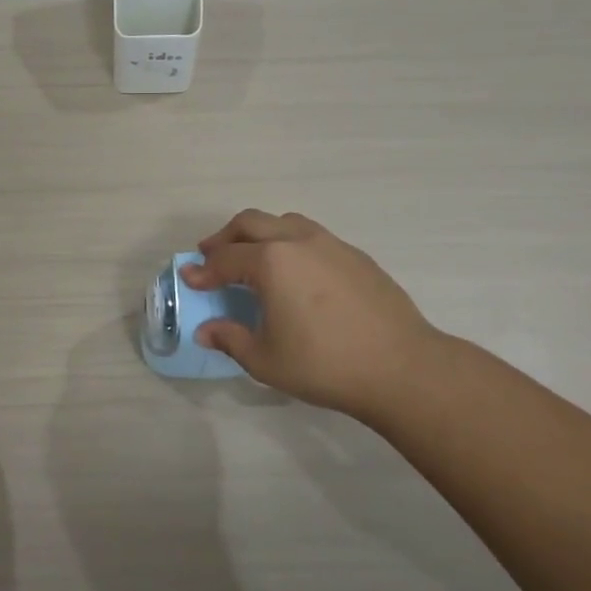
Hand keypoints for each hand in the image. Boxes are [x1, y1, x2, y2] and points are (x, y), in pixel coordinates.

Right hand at [181, 209, 438, 424]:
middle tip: (211, 256)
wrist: (402, 368)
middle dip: (225, 238)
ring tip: (252, 257)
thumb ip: (230, 339)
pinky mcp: (356, 256)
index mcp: (271, 262)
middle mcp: (297, 241)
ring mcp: (331, 244)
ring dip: (260, 234)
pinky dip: (290, 244)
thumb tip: (206, 330)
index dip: (202, 270)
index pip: (225, 259)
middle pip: (251, 223)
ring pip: (284, 222)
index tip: (188, 278)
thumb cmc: (325, 365)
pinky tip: (295, 273)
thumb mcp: (265, 359)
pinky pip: (312, 236)